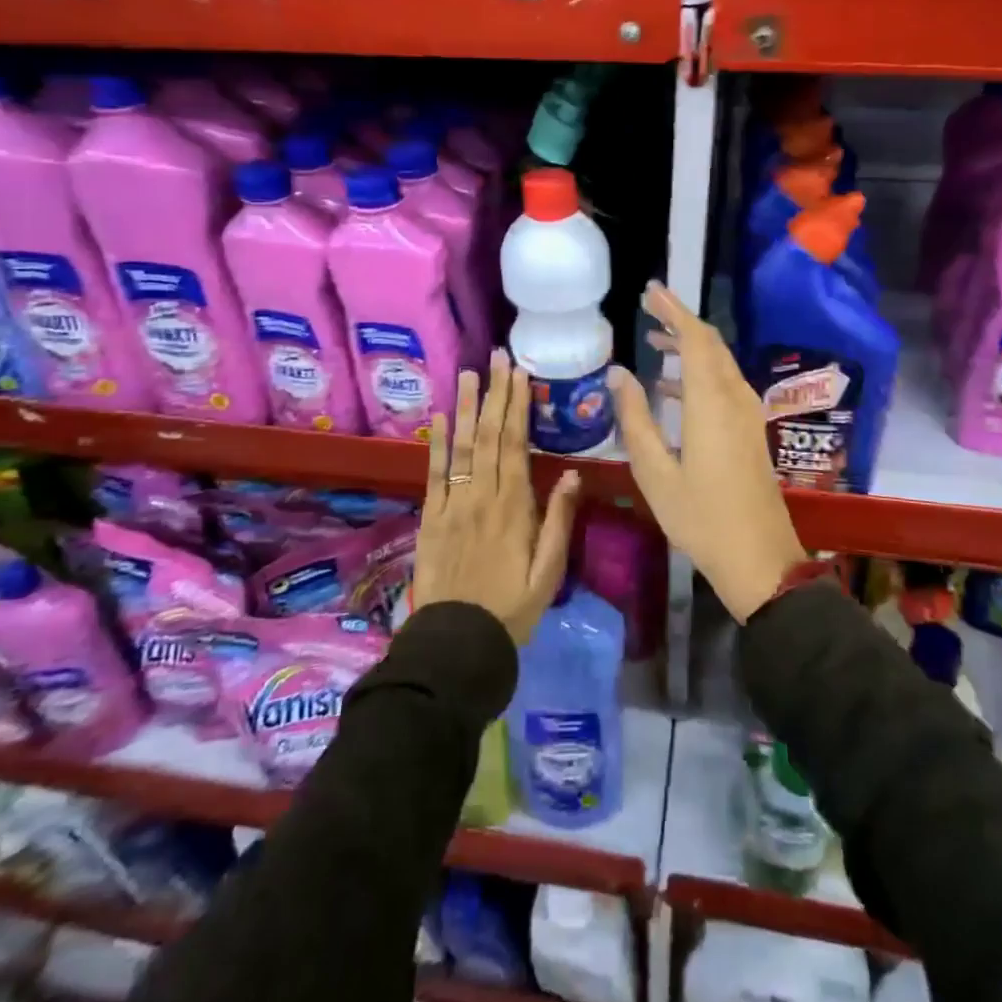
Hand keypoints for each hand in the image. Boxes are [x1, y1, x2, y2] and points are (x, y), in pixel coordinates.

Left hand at [415, 349, 579, 644]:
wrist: (456, 644)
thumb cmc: (512, 609)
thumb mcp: (548, 572)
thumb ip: (559, 520)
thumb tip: (571, 472)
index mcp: (513, 506)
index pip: (515, 444)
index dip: (516, 406)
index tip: (519, 374)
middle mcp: (481, 496)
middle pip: (488, 436)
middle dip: (494, 394)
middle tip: (497, 358)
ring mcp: (451, 505)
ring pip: (460, 447)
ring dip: (464, 408)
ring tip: (468, 374)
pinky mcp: (430, 519)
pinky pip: (433, 474)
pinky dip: (435, 444)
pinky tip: (438, 418)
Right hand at [610, 282, 806, 623]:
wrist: (759, 559)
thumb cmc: (701, 517)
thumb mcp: (655, 472)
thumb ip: (635, 418)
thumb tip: (618, 373)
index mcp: (711, 403)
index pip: (696, 339)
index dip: (674, 310)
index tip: (650, 291)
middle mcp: (735, 398)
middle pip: (711, 345)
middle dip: (680, 322)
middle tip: (648, 308)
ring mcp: (747, 415)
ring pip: (719, 364)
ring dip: (690, 348)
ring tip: (655, 341)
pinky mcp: (750, 431)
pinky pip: (724, 385)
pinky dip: (698, 374)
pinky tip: (671, 388)